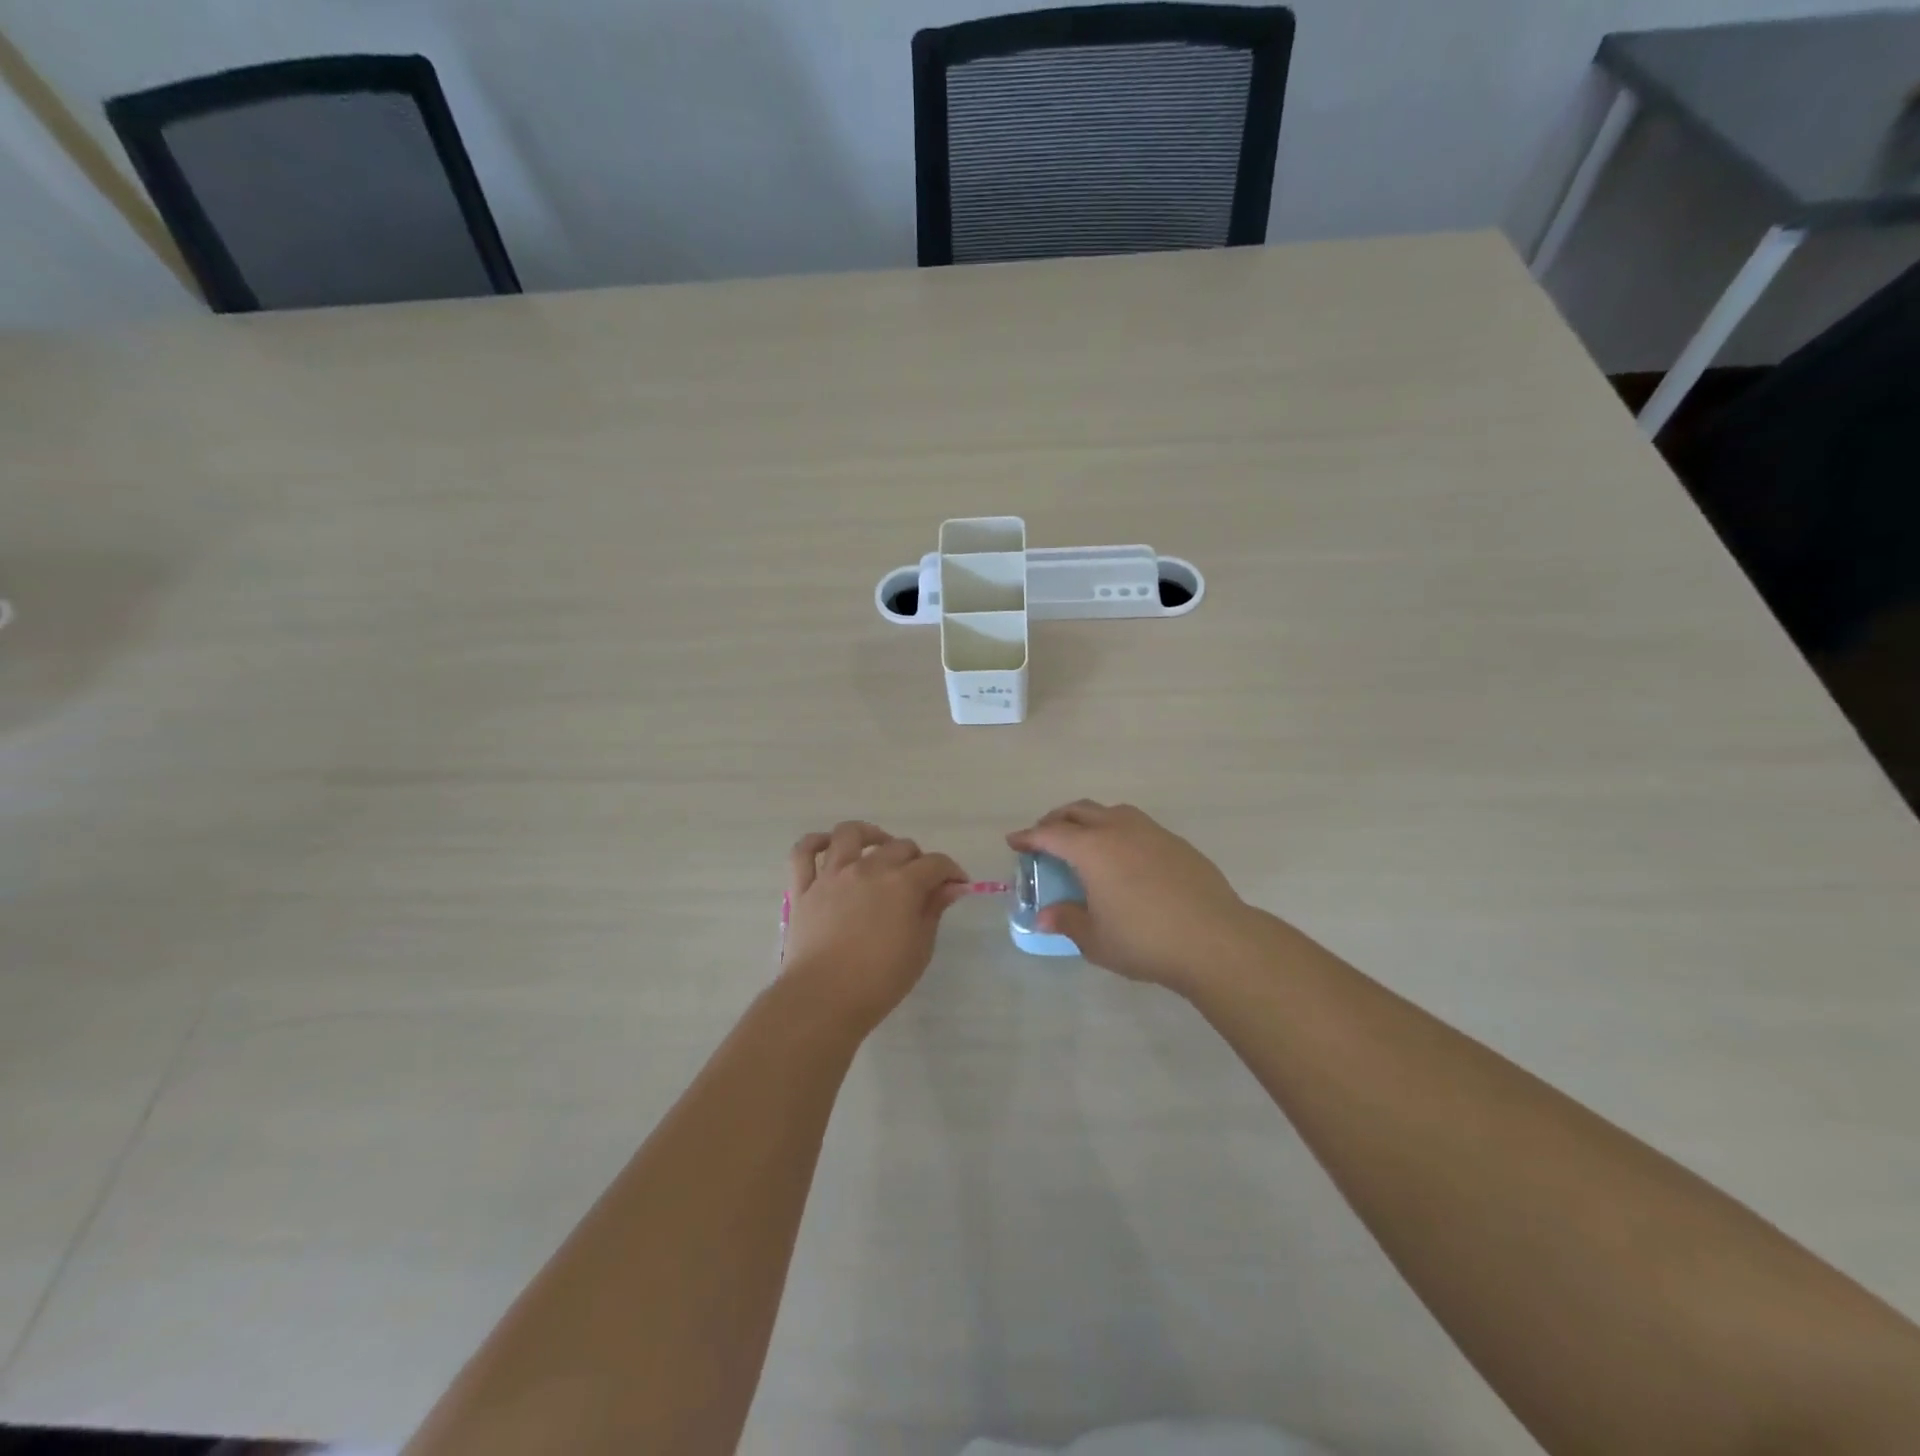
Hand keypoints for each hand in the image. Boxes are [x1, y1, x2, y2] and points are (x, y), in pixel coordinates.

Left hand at [782, 821, 967, 1032]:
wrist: (823, 998)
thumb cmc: (880, 980)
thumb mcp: (920, 949)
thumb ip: (933, 911)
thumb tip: (950, 887)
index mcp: (902, 883)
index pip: (936, 863)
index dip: (951, 871)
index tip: (957, 885)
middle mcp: (868, 868)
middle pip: (899, 846)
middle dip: (917, 858)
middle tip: (921, 880)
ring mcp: (832, 875)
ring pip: (850, 834)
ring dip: (870, 834)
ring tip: (878, 847)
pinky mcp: (804, 888)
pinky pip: (803, 853)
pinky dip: (816, 843)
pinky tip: (829, 847)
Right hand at [1007, 801, 1260, 992]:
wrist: (1215, 940)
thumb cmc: (1145, 941)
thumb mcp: (1096, 939)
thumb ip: (1067, 921)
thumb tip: (1044, 916)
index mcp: (1092, 849)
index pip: (1050, 834)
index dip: (1028, 837)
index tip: (1014, 841)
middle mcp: (1119, 830)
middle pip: (1079, 811)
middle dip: (1056, 820)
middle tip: (1044, 836)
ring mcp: (1151, 832)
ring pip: (1111, 812)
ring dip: (1090, 819)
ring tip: (1084, 840)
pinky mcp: (1176, 843)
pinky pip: (1137, 825)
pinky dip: (1119, 831)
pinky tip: (1125, 857)